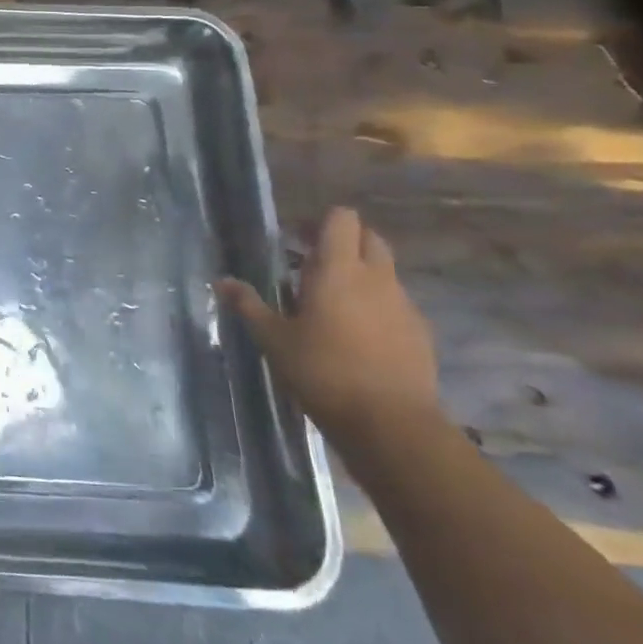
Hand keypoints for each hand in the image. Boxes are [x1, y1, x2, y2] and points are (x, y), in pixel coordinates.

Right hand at [219, 206, 442, 443]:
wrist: (392, 425)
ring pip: (384, 272)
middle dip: (343, 242)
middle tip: (311, 265)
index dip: (320, 222)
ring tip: (331, 304)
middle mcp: (377, 278)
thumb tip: (221, 281)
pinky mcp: (421, 333)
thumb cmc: (323, 371)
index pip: (341, 219)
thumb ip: (248, 305)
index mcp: (338, 270)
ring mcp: (404, 305)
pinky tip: (357, 335)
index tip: (296, 239)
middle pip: (368, 238)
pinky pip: (396, 304)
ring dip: (360, 275)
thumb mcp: (273, 339)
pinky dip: (377, 306)